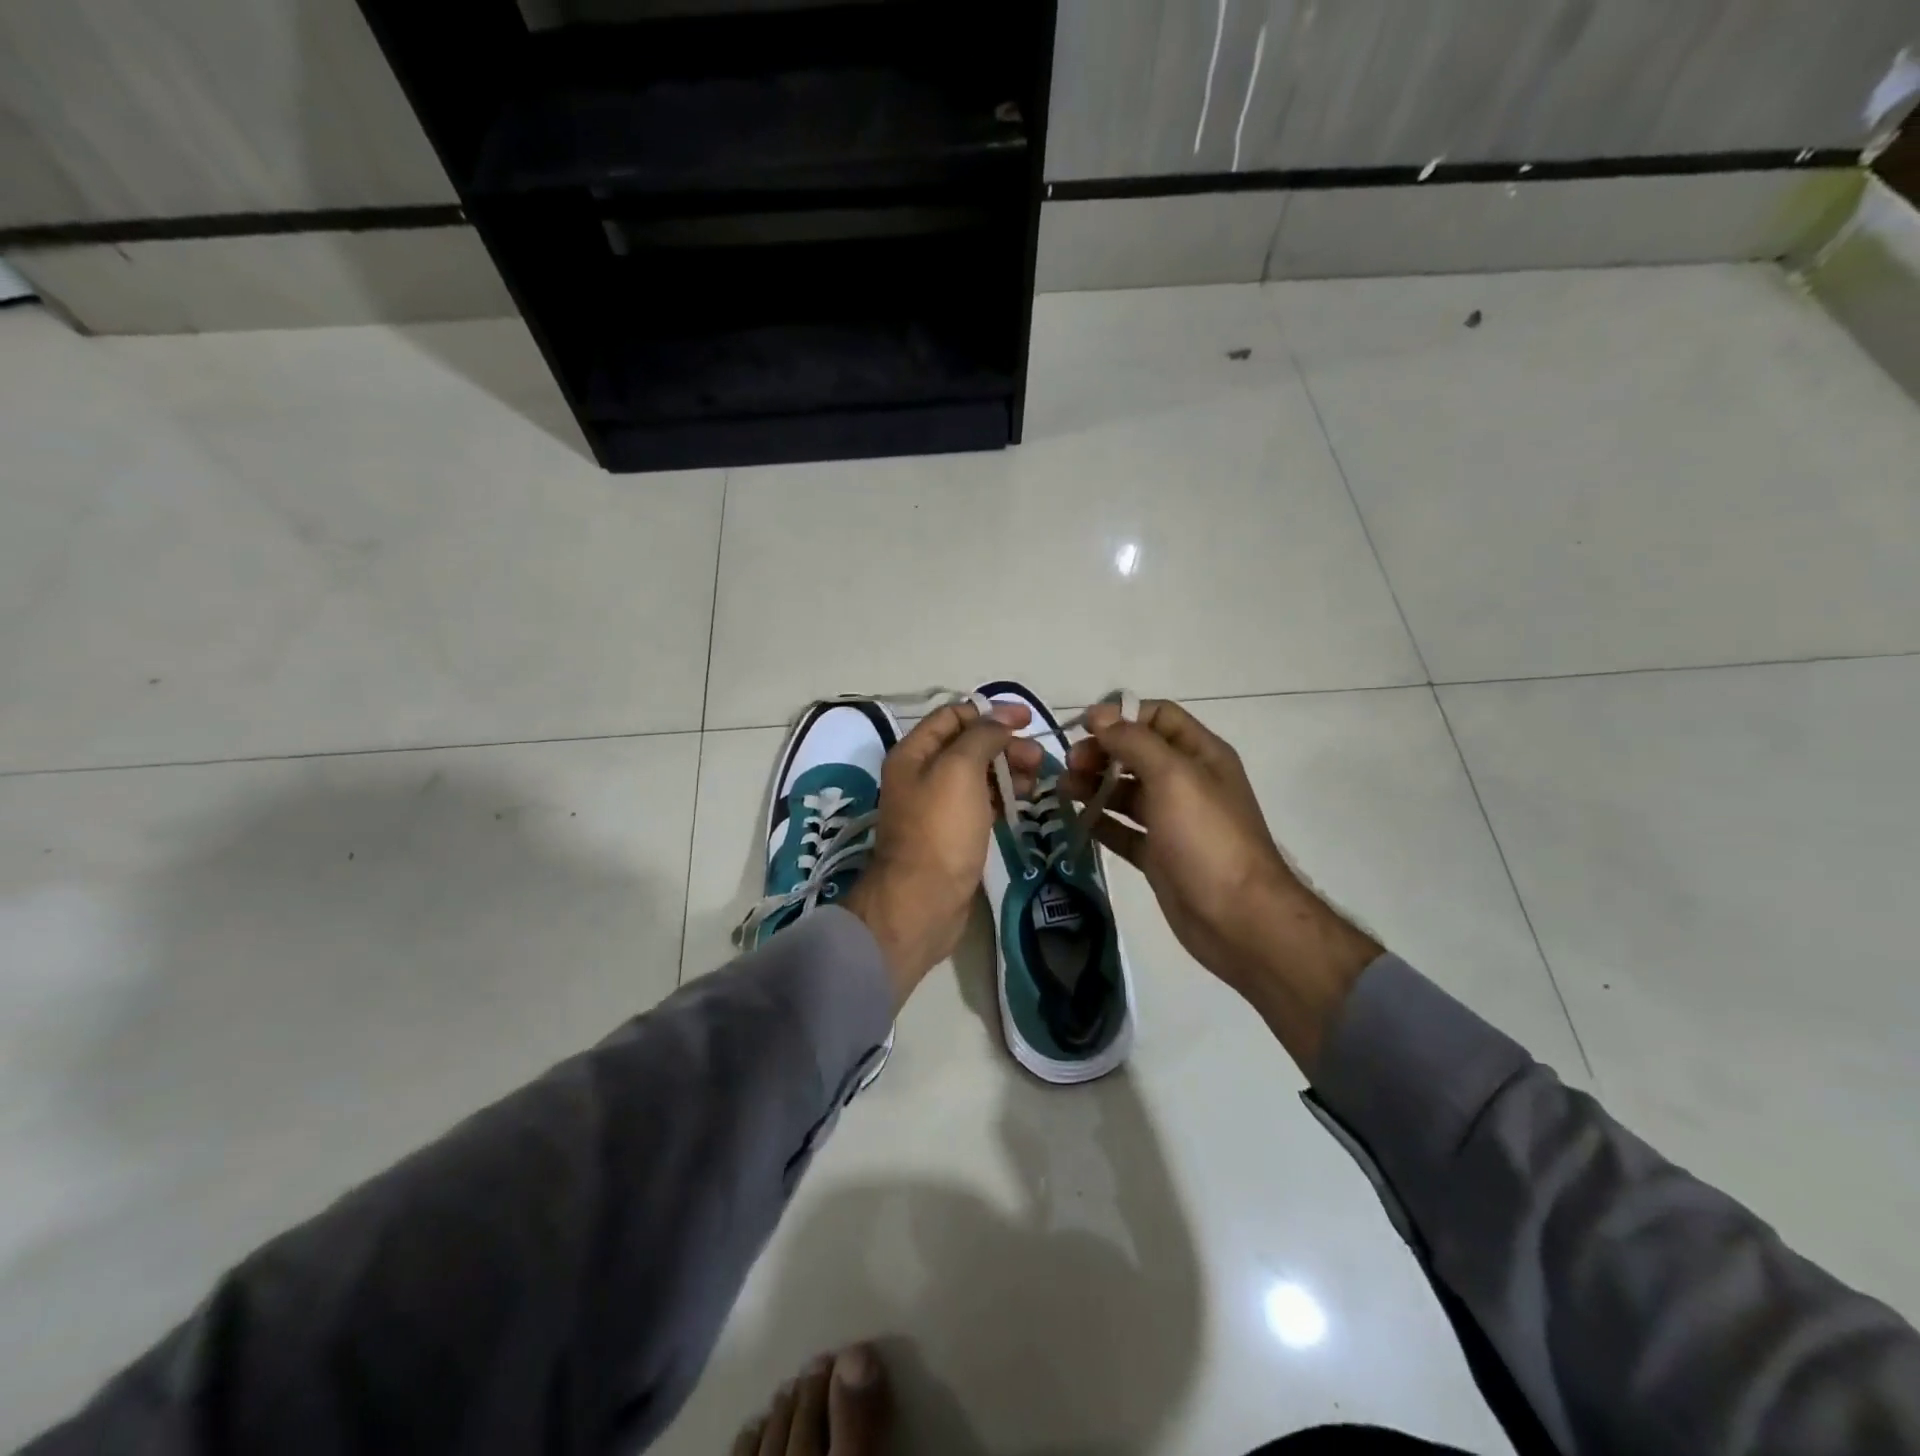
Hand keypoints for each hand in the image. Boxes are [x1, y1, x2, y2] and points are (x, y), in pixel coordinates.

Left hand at [845, 700, 1041, 1005]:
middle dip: (1004, 744)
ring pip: (977, 775)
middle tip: (1038, 758)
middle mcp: (921, 775)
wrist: (923, 901)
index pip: (953, 716)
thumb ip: (982, 736)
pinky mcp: (952, 833)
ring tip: (1037, 781)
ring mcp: (937, 806)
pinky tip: (1024, 801)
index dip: (990, 712)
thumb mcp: (960, 770)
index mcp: (914, 753)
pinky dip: (1002, 796)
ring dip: (1008, 770)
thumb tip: (1001, 716)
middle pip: (967, 745)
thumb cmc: (940, 830)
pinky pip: (980, 802)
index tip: (1027, 719)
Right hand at [1063, 699, 1381, 1071]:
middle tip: (1069, 765)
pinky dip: (1099, 822)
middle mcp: (1186, 782)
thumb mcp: (1172, 776)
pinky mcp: (1158, 855)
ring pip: (1125, 792)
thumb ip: (1134, 741)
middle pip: (1137, 753)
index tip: (1083, 728)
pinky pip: (1122, 830)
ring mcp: (1172, 821)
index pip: (1159, 717)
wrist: (1237, 917)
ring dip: (1094, 785)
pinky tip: (1073, 820)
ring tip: (1062, 790)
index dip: (1122, 716)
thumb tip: (1100, 715)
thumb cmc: (1206, 837)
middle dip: (1101, 752)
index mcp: (1200, 755)